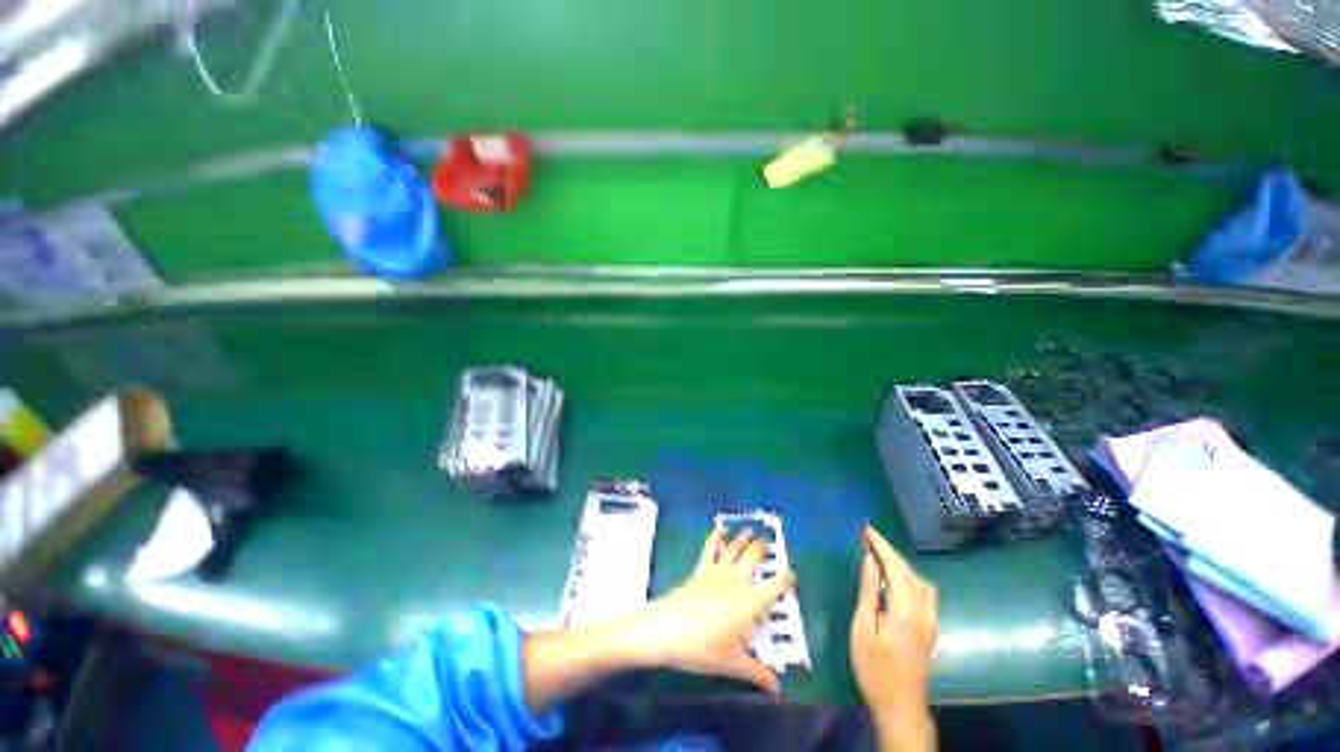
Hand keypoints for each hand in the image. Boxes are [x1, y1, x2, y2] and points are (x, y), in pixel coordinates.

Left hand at [622, 527, 794, 692]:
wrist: (670, 629)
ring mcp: (719, 571)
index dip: (786, 580)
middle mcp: (738, 581)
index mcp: (751, 603)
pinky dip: (716, 536)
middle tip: (768, 544)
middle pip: (754, 558)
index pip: (775, 588)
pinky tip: (721, 529)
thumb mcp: (734, 664)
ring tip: (751, 532)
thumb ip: (758, 673)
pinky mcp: (702, 569)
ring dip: (744, 538)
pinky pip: (711, 548)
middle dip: (763, 549)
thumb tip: (777, 690)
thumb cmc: (705, 648)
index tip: (792, 576)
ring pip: (736, 548)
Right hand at [851, 526, 938, 751]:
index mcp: (906, 611)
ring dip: (902, 565)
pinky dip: (909, 578)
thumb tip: (869, 561)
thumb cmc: (874, 668)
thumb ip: (869, 592)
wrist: (900, 707)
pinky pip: (924, 594)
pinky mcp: (930, 630)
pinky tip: (896, 581)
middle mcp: (924, 612)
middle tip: (870, 539)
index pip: (896, 568)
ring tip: (880, 557)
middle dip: (891, 552)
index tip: (866, 530)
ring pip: (922, 583)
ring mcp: (931, 622)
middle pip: (911, 573)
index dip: (881, 546)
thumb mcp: (863, 628)